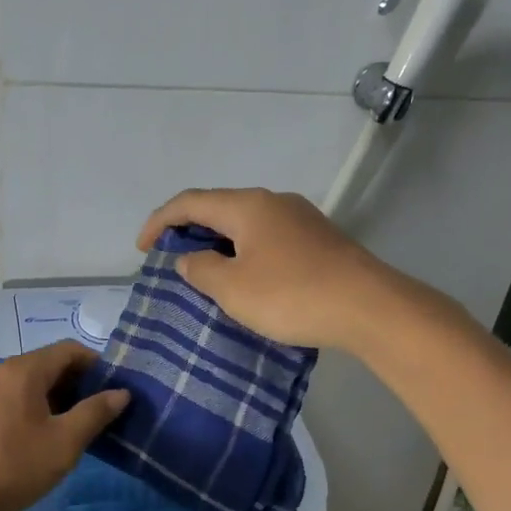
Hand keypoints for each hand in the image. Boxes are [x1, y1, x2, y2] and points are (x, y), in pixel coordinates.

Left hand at [0, 341, 129, 510]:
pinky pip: (15, 397)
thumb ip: (95, 413)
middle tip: (103, 412)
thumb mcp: (63, 443)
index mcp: (24, 370)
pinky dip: (37, 407)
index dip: (98, 365)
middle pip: (50, 363)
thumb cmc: (12, 468)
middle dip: (79, 383)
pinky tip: (46, 435)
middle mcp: (2, 370)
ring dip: (58, 397)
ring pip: (32, 382)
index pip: (70, 350)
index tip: (116, 390)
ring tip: (79, 427)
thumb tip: (120, 393)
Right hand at [136, 187, 398, 350]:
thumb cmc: (291, 295)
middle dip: (190, 231)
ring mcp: (301, 219)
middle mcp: (274, 202)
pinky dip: (246, 253)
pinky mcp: (320, 240)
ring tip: (207, 274)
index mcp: (247, 206)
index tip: (142, 250)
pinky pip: (269, 239)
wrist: (369, 308)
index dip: (159, 222)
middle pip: (219, 208)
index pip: (190, 202)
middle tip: (173, 262)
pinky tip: (249, 279)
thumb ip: (201, 270)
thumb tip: (189, 258)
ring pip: (246, 225)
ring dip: (220, 244)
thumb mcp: (232, 288)